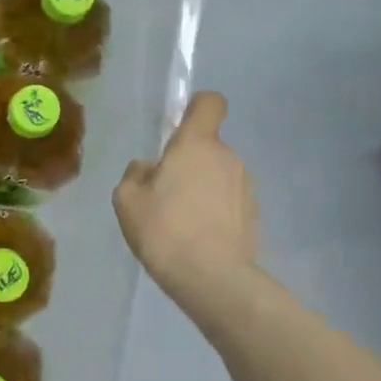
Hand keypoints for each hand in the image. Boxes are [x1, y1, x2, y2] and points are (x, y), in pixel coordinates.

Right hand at [114, 92, 257, 305]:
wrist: (211, 277)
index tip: (177, 130)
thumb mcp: (127, 200)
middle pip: (207, 146)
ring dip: (202, 189)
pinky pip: (228, 202)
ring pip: (218, 175)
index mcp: (196, 144)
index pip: (209, 103)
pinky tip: (198, 239)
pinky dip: (214, 212)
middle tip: (163, 196)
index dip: (195, 109)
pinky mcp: (254, 215)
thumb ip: (135, 174)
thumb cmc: (164, 230)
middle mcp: (227, 157)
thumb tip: (148, 168)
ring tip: (180, 224)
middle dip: (187, 163)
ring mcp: (245, 186)